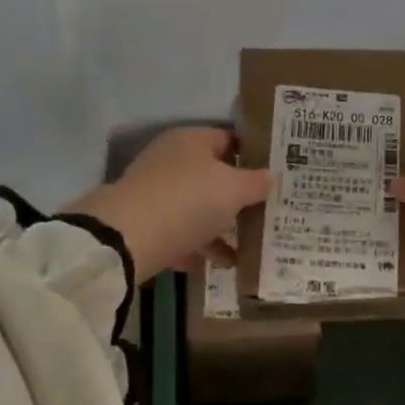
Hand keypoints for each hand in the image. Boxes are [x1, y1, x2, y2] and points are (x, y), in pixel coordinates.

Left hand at [64, 127, 270, 283]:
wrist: (126, 239)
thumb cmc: (188, 200)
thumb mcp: (233, 189)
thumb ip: (256, 182)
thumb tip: (271, 177)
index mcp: (192, 140)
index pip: (230, 139)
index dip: (255, 156)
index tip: (277, 176)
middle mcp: (172, 160)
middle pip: (215, 176)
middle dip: (240, 197)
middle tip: (268, 213)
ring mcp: (156, 192)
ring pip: (199, 207)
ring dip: (223, 227)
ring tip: (250, 248)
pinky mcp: (146, 223)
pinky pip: (182, 232)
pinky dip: (201, 247)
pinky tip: (223, 264)